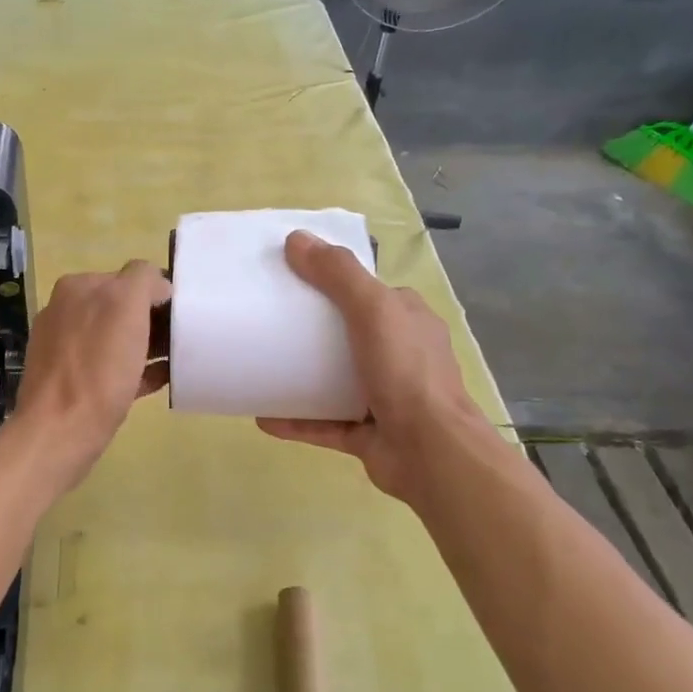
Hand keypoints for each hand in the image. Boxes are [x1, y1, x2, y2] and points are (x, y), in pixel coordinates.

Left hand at [13, 260, 171, 489]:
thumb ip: (142, 280)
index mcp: (77, 287)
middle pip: (123, 307)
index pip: (130, 276)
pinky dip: (137, 370)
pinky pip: (112, 366)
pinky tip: (160, 380)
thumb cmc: (98, 367)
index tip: (181, 316)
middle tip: (182, 339)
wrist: (60, 431)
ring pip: (119, 337)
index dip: (159, 294)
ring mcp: (66, 346)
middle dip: (153, 320)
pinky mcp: (72, 379)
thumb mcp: (125, 305)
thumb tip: (157, 284)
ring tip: (176, 360)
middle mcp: (67, 311)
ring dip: (148, 345)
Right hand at [258, 231, 495, 507]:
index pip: (369, 292)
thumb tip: (297, 239)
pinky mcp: (367, 434)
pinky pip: (324, 423)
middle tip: (267, 322)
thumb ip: (338, 274)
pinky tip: (263, 416)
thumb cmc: (406, 372)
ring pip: (335, 381)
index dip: (333, 282)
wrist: (431, 453)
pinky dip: (296, 420)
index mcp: (408, 321)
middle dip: (310, 330)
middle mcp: (400, 355)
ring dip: (300, 376)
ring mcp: (384, 398)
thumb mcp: (374, 310)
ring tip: (261, 367)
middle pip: (347, 335)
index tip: (290, 278)